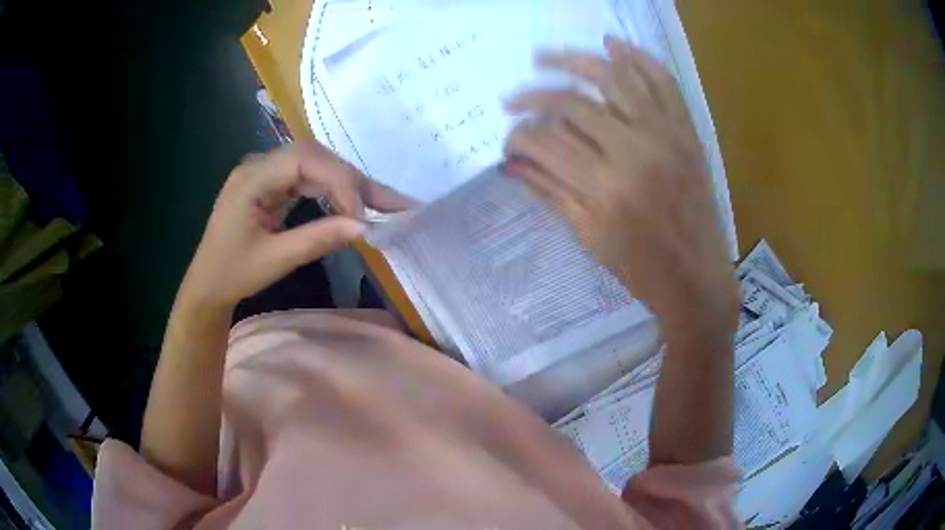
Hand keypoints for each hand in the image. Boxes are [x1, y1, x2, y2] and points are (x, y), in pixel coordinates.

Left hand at [180, 141, 415, 308]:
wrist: (207, 285)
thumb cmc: (232, 274)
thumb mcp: (274, 260)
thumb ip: (317, 239)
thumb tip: (365, 227)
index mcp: (251, 178)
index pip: (304, 161)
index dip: (339, 182)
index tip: (361, 216)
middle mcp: (259, 165)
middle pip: (314, 157)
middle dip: (352, 179)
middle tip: (389, 203)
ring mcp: (266, 173)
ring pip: (316, 165)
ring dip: (348, 183)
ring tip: (383, 202)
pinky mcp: (272, 185)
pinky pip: (308, 179)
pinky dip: (333, 191)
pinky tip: (352, 203)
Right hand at [503, 37, 738, 334]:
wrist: (698, 278)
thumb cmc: (640, 269)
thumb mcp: (588, 238)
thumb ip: (549, 192)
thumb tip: (511, 163)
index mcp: (604, 187)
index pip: (545, 143)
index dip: (518, 138)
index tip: (508, 142)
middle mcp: (634, 150)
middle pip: (572, 103)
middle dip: (533, 96)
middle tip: (512, 98)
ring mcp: (665, 134)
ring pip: (614, 78)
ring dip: (575, 60)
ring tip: (544, 57)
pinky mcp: (686, 131)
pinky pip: (663, 82)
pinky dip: (639, 58)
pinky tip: (612, 44)